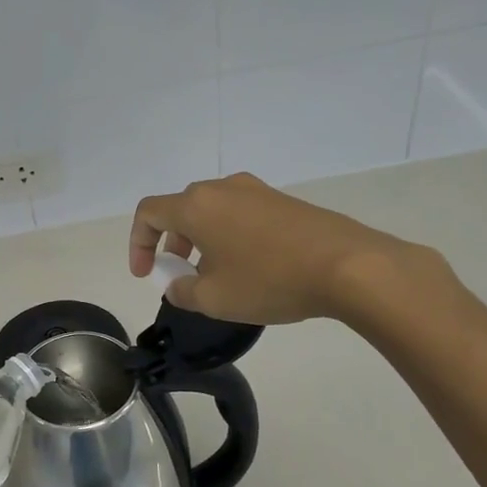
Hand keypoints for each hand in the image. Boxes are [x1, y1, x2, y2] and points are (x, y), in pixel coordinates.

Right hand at [128, 172, 445, 325]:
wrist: (348, 266)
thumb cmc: (269, 280)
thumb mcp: (214, 298)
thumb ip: (182, 292)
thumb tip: (177, 285)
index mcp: (196, 206)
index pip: (149, 213)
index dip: (138, 243)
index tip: (147, 274)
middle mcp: (222, 188)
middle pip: (181, 209)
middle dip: (171, 243)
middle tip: (180, 275)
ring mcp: (257, 191)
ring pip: (213, 211)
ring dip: (202, 240)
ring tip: (216, 275)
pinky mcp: (284, 201)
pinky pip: (241, 214)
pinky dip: (230, 236)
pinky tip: (251, 267)